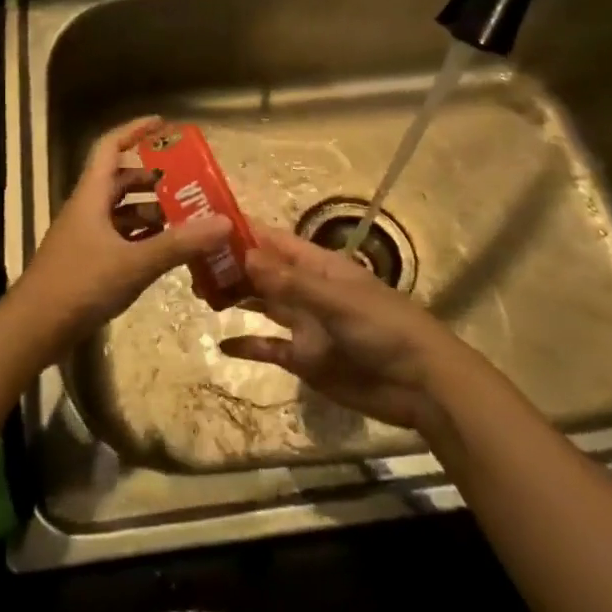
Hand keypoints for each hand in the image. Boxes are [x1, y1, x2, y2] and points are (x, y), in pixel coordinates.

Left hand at [10, 117, 232, 349]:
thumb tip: (224, 221)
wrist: (34, 328)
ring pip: (121, 212)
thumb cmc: (80, 284)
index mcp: (91, 195)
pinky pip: (119, 238)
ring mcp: (85, 236)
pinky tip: (166, 251)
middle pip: (120, 180)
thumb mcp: (134, 263)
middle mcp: (87, 209)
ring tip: (186, 218)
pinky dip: (142, 238)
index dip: (134, 130)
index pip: (110, 147)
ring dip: (151, 211)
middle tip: (187, 183)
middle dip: (153, 178)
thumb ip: (179, 243)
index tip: (162, 124)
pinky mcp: (86, 262)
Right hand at [221, 225, 467, 433]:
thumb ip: (290, 282)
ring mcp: (305, 326)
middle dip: (231, 266)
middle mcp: (307, 291)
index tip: (206, 224)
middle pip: (263, 272)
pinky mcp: (305, 360)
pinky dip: (248, 345)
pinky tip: (221, 344)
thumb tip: (245, 255)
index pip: (274, 242)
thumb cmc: (384, 328)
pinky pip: (270, 347)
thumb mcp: (337, 301)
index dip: (244, 232)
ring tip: (199, 291)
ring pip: (262, 305)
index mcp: (318, 267)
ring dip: (235, 297)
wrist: (421, 387)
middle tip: (190, 264)